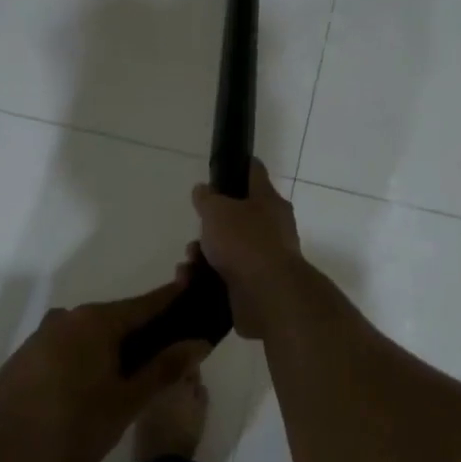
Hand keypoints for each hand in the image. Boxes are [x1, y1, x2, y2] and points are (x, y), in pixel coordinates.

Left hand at [0, 278, 209, 461]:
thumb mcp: (126, 401)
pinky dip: (89, 358)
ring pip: (92, 334)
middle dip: (146, 332)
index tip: (196, 296)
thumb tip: (198, 342)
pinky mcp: (26, 357)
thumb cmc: (72, 425)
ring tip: (134, 376)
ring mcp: (43, 335)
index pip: (147, 303)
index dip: (174, 300)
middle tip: (171, 353)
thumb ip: (164, 369)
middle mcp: (69, 317)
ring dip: (115, 348)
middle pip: (118, 318)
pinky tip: (93, 386)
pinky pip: (69, 348)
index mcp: (97, 321)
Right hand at [190, 159, 305, 338]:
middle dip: (210, 225)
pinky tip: (189, 281)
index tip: (221, 168)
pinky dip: (206, 278)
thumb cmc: (244, 242)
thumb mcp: (217, 211)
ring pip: (227, 249)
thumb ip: (207, 198)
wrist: (268, 295)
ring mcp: (265, 258)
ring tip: (188, 263)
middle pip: (236, 217)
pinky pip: (225, 276)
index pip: (254, 173)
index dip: (237, 167)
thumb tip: (204, 190)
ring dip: (203, 255)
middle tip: (196, 231)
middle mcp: (272, 228)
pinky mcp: (255, 286)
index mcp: (269, 201)